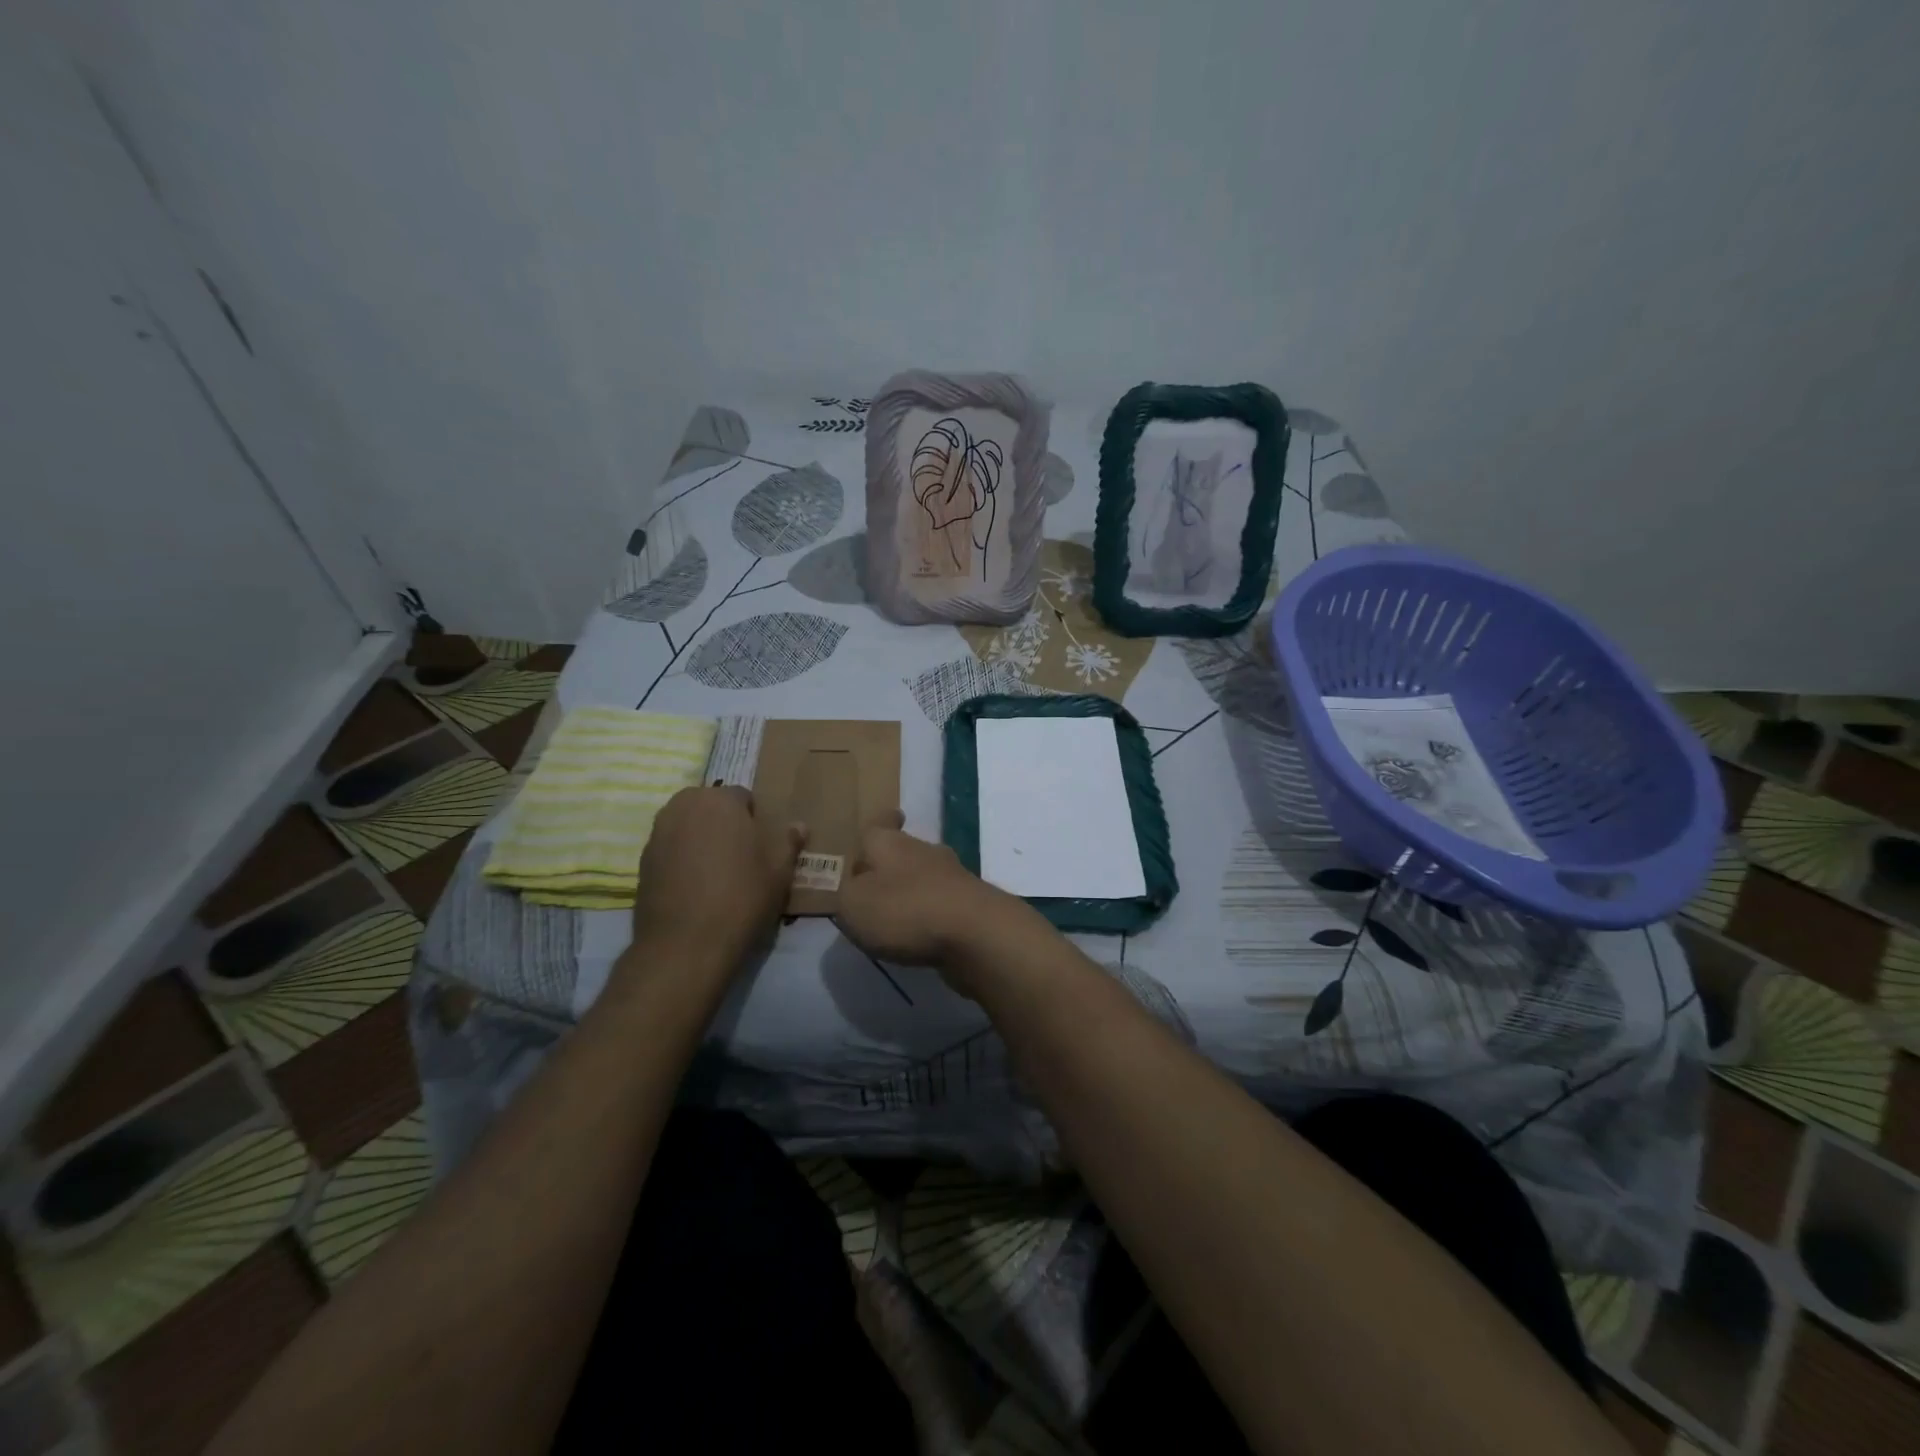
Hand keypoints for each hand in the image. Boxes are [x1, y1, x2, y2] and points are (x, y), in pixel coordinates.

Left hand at [630, 786, 804, 967]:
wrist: (686, 945)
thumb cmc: (741, 897)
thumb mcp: (779, 871)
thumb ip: (789, 841)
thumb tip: (798, 825)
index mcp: (719, 799)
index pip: (744, 797)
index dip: (756, 821)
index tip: (763, 847)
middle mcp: (683, 806)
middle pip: (711, 807)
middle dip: (725, 824)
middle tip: (741, 858)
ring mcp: (658, 832)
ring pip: (689, 826)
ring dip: (702, 840)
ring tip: (717, 873)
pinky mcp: (642, 860)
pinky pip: (671, 849)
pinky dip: (683, 859)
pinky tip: (695, 887)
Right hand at [834, 814, 1031, 980]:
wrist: (976, 934)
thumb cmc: (904, 910)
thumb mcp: (853, 905)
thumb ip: (845, 896)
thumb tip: (855, 889)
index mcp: (889, 843)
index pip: (882, 822)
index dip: (882, 821)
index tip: (887, 818)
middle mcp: (923, 851)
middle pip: (903, 851)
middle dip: (890, 865)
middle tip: (873, 885)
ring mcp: (953, 877)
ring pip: (926, 877)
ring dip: (912, 892)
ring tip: (894, 915)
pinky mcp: (972, 905)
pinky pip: (943, 904)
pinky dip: (931, 915)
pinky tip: (922, 934)